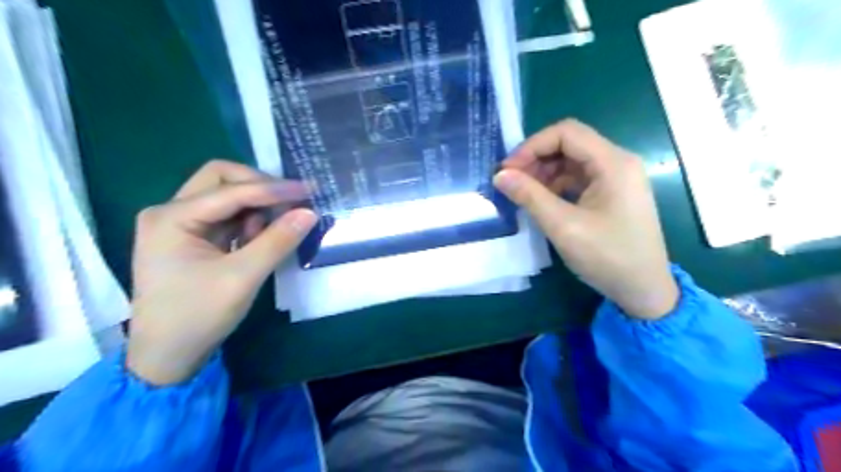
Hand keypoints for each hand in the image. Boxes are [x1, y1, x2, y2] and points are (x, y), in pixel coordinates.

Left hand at [125, 160, 315, 384]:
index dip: (273, 189)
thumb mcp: (243, 278)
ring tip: (274, 230)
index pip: (231, 190)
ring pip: (226, 196)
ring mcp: (180, 224)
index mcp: (171, 218)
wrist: (167, 357)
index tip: (309, 191)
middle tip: (292, 203)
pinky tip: (260, 239)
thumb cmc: (198, 316)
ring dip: (256, 206)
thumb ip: (277, 241)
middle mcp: (171, 211)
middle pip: (221, 179)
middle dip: (260, 187)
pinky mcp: (192, 237)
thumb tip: (310, 212)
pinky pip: (227, 216)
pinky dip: (249, 221)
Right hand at [494, 120, 674, 320]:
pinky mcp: (612, 194)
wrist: (643, 290)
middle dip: (536, 159)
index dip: (532, 146)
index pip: (566, 133)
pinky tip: (541, 201)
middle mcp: (617, 162)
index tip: (508, 170)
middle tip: (511, 182)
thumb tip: (499, 176)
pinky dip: (556, 185)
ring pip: (572, 161)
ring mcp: (616, 178)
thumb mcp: (563, 226)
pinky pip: (578, 178)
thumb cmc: (607, 257)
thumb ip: (530, 196)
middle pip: (569, 144)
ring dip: (544, 172)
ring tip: (522, 193)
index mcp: (613, 163)